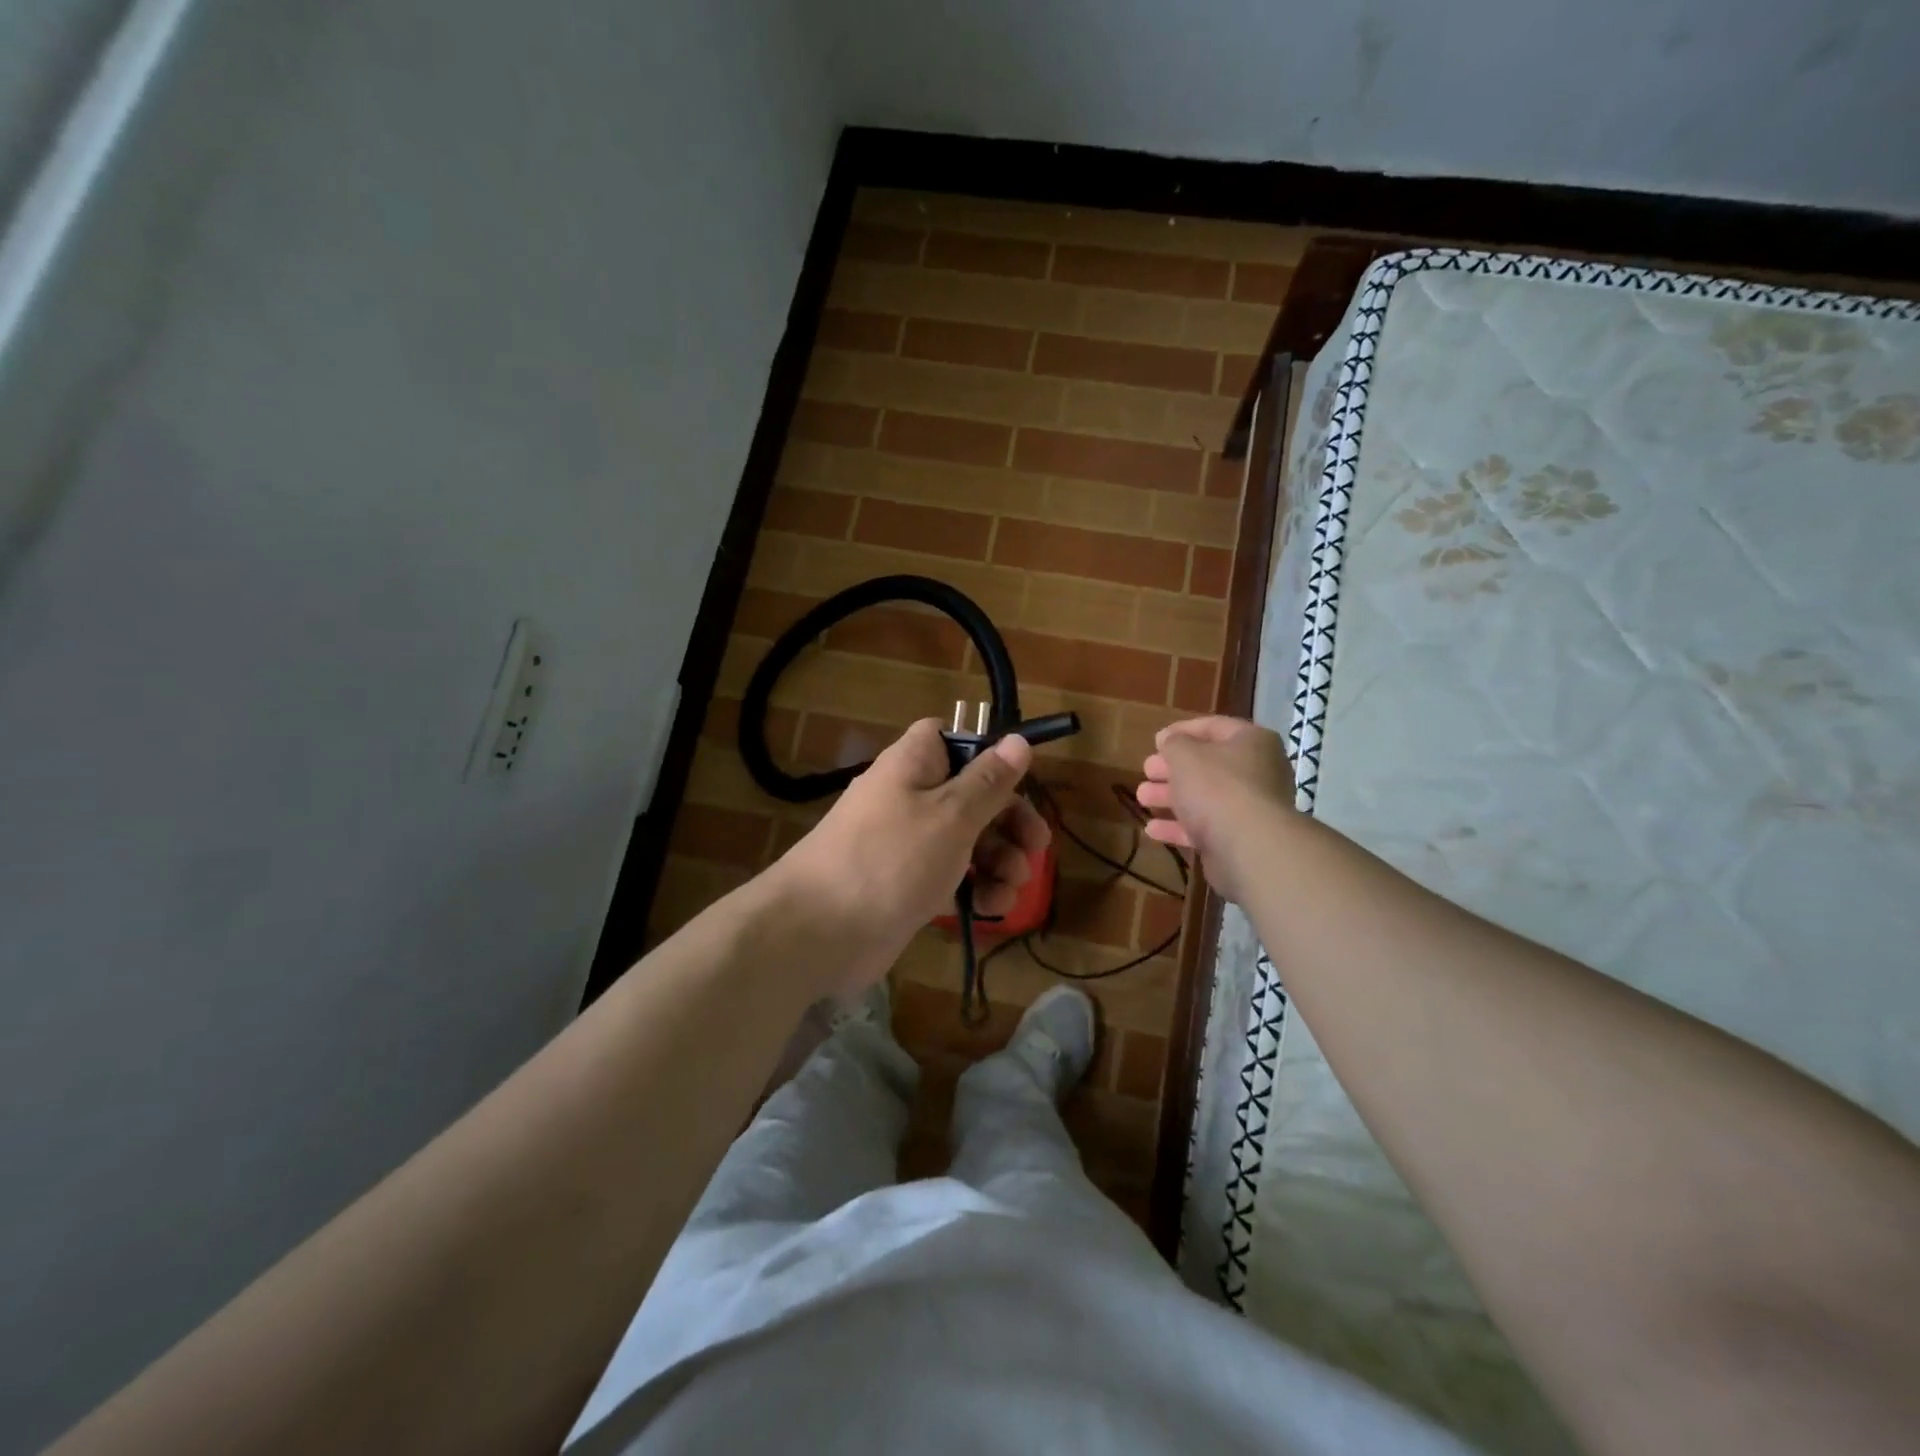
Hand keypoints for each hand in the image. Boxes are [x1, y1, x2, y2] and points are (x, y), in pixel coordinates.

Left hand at [771, 719, 1051, 994]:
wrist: (817, 932)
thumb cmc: (890, 859)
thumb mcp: (951, 815)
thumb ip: (989, 781)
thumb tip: (1017, 739)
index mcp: (914, 764)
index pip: (953, 738)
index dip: (988, 754)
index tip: (1020, 781)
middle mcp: (910, 796)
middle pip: (971, 794)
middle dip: (1009, 821)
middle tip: (1037, 849)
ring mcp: (907, 843)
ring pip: (966, 840)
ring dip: (999, 860)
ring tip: (1015, 886)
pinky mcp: (906, 885)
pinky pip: (950, 876)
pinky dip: (975, 888)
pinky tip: (992, 909)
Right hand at [1136, 716, 1295, 904]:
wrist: (1249, 848)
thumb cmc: (1217, 787)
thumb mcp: (1185, 755)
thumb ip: (1173, 743)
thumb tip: (1169, 739)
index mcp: (1251, 742)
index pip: (1214, 727)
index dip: (1182, 730)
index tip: (1156, 740)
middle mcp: (1257, 771)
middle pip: (1207, 765)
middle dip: (1172, 769)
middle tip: (1147, 771)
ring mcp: (1250, 808)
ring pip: (1204, 797)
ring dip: (1170, 797)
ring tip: (1142, 798)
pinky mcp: (1239, 838)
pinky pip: (1206, 827)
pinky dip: (1179, 827)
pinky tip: (1152, 830)